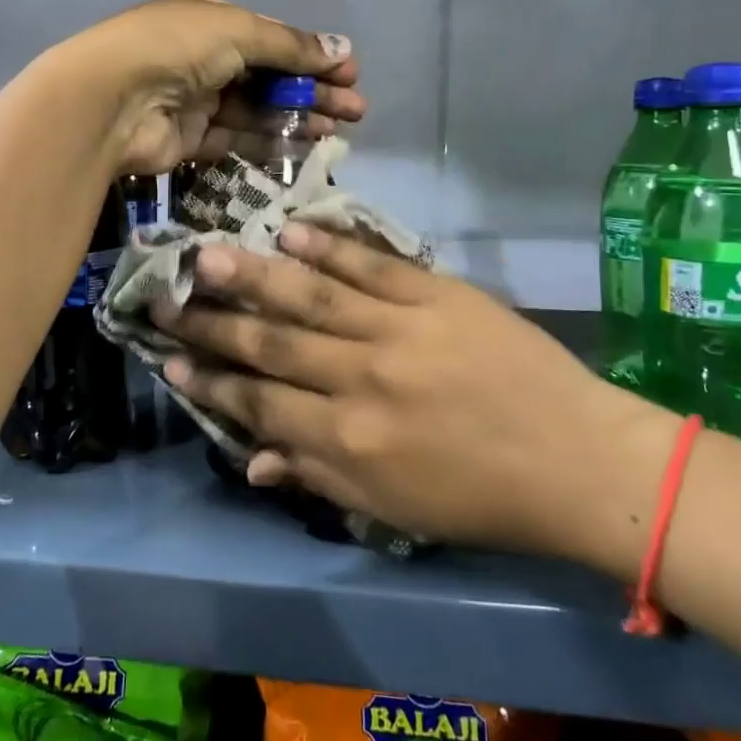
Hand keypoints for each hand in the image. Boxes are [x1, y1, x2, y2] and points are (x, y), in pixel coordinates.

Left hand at [61, 0, 365, 175]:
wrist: (110, 100)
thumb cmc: (176, 48)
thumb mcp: (238, 31)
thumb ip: (290, 46)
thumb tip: (342, 49)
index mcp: (211, 20)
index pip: (272, 38)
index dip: (312, 56)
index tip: (350, 74)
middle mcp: (204, 58)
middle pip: (270, 76)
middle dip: (313, 91)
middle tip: (356, 110)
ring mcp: (196, 100)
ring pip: (257, 110)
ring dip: (298, 117)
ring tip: (340, 129)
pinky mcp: (190, 139)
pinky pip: (237, 139)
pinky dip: (270, 141)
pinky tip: (304, 145)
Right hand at [153, 225, 677, 569]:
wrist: (578, 460)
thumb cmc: (480, 497)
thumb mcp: (392, 509)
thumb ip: (316, 478)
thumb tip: (248, 460)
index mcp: (348, 441)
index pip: (259, 404)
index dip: (211, 381)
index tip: (170, 356)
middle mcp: (361, 380)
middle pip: (270, 344)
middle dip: (211, 322)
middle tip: (163, 298)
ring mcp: (399, 330)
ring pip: (309, 297)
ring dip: (253, 275)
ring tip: (206, 253)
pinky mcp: (437, 295)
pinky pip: (371, 266)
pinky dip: (329, 248)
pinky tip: (290, 231)